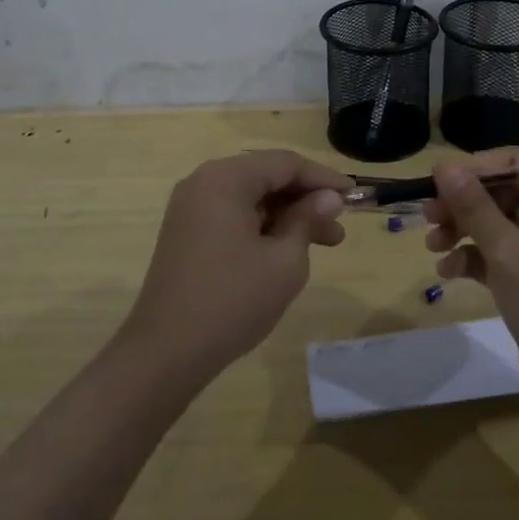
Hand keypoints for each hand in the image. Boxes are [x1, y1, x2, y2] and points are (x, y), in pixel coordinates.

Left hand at [120, 150, 348, 383]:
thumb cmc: (231, 301)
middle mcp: (204, 182)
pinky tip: (286, 250)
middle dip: (307, 200)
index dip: (323, 179)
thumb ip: (308, 219)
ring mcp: (191, 207)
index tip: (354, 196)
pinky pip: (234, 215)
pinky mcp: (186, 232)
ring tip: (324, 243)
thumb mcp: (284, 261)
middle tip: (340, 226)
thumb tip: (329, 197)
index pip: (286, 163)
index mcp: (226, 178)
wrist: (164, 355)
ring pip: (252, 198)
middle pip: (267, 177)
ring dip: (288, 216)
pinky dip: (263, 227)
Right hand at [423, 148, 518, 409]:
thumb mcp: (508, 252)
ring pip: (492, 223)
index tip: (437, 181)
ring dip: (461, 231)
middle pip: (499, 193)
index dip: (474, 170)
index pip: (513, 165)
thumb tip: (443, 166)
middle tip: (427, 216)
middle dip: (461, 205)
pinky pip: (494, 254)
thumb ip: (473, 206)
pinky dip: (471, 258)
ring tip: (433, 245)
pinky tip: (448, 272)